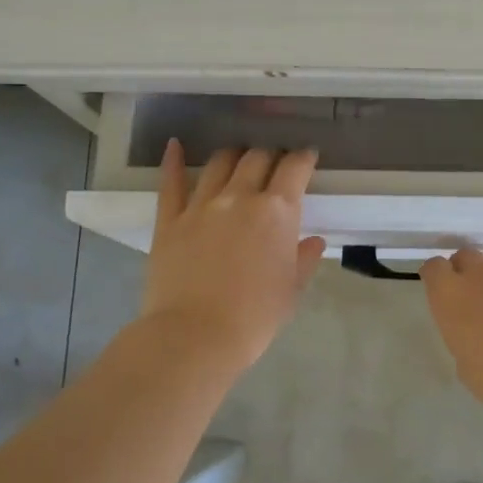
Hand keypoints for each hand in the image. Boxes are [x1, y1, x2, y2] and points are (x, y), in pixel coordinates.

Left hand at [141, 142, 326, 374]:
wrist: (196, 336)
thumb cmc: (255, 317)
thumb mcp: (291, 290)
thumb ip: (303, 259)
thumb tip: (312, 241)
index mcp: (277, 212)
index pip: (294, 169)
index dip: (303, 158)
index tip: (307, 157)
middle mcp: (240, 197)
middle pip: (257, 158)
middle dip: (271, 155)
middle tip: (275, 162)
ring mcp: (201, 205)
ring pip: (220, 163)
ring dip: (234, 155)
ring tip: (239, 158)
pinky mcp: (170, 219)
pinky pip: (171, 182)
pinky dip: (174, 161)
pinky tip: (176, 146)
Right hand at [420, 247, 482, 430]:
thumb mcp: (467, 365)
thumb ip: (463, 335)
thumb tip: (474, 327)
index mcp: (452, 296)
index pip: (434, 268)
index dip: (436, 278)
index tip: (440, 291)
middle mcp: (481, 275)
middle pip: (465, 255)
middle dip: (464, 270)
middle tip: (472, 296)